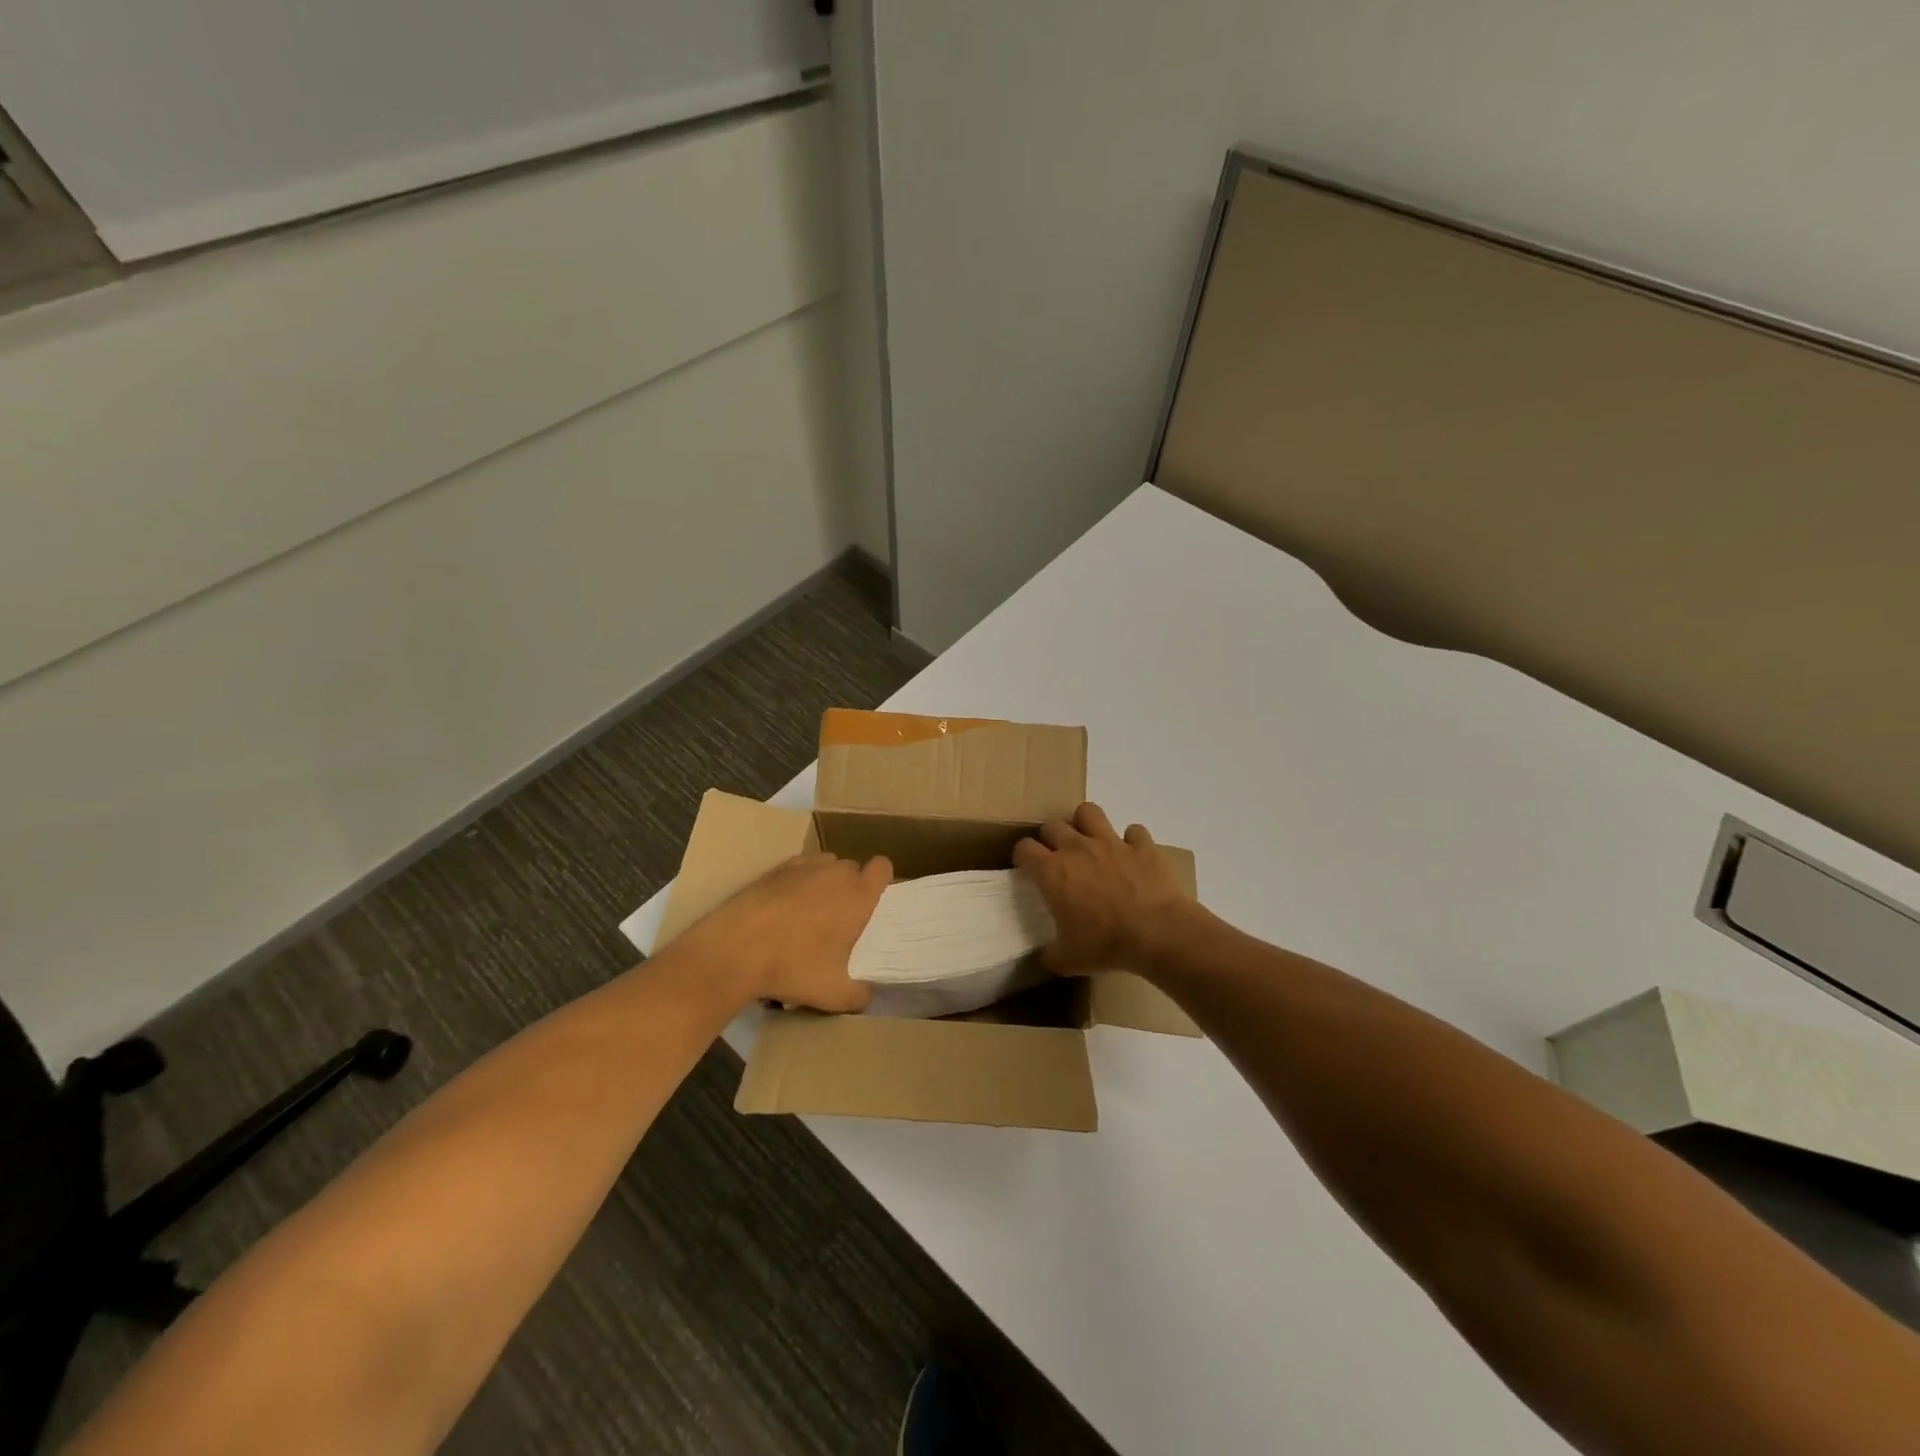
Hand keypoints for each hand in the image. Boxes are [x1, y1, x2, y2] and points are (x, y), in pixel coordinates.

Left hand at [675, 852, 890, 1012]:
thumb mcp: (833, 995)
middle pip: (852, 868)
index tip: (871, 902)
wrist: (735, 950)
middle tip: (838, 918)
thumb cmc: (794, 967)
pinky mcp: (774, 869)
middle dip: (850, 887)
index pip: (883, 867)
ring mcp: (803, 867)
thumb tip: (866, 995)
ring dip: (824, 881)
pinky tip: (783, 907)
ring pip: (825, 865)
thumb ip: (859, 995)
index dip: (880, 880)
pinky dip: (797, 882)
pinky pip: (798, 868)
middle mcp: (835, 873)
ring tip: (810, 911)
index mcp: (858, 896)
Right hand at [1012, 802, 1196, 975]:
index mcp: (1052, 872)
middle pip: (1052, 826)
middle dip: (1051, 838)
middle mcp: (1077, 848)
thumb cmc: (1106, 944)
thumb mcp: (1068, 960)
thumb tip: (1042, 958)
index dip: (1023, 856)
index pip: (1024, 848)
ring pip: (1089, 812)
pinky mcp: (1141, 845)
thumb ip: (1049, 955)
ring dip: (1086, 823)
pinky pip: (1134, 831)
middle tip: (1058, 858)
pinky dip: (1132, 841)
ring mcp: (1111, 842)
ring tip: (1090, 841)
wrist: (1158, 933)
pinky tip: (1133, 855)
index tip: (1028, 868)